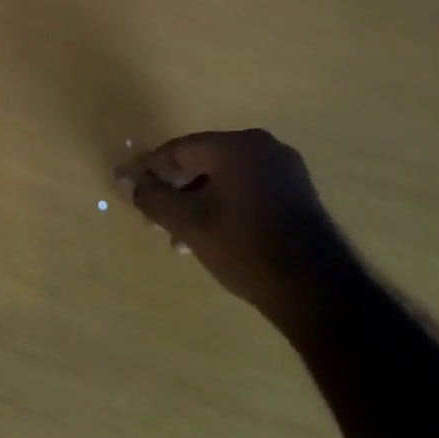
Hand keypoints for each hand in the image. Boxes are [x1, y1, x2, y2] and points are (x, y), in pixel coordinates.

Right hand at [115, 129, 359, 330]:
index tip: (121, 180)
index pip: (178, 150)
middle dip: (171, 189)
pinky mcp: (296, 195)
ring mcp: (285, 171)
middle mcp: (263, 148)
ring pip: (223, 179)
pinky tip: (208, 236)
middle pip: (201, 162)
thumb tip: (131, 185)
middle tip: (149, 214)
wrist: (317, 291)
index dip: (146, 168)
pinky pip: (244, 190)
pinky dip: (220, 206)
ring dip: (194, 202)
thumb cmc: (245, 247)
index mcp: (237, 146)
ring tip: (176, 236)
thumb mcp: (189, 223)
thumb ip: (154, 198)